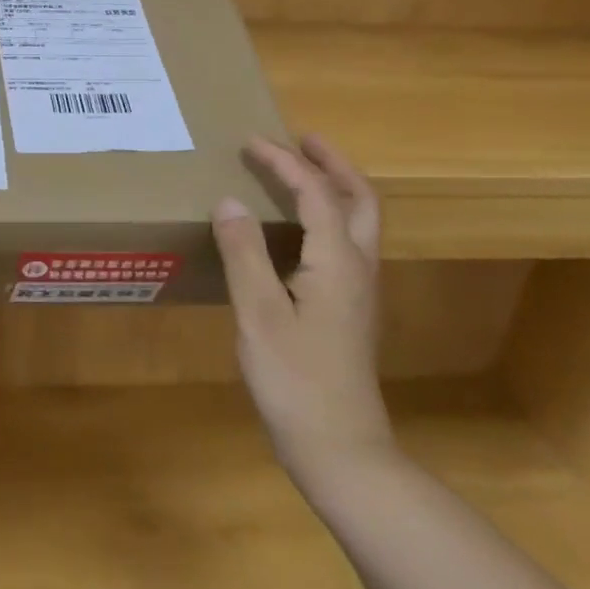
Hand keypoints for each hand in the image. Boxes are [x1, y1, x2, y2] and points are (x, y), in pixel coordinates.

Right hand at [212, 135, 395, 490]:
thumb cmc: (295, 380)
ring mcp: (360, 291)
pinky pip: (347, 242)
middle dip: (332, 163)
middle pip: (360, 199)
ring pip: (360, 221)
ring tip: (301, 172)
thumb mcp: (258, 314)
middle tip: (301, 140)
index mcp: (337, 262)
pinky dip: (329, 215)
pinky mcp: (350, 310)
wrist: (341, 449)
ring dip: (335, 187)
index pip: (316, 193)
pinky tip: (300, 228)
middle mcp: (358, 268)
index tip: (251, 142)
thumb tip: (229, 201)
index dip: (284, 162)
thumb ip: (243, 253)